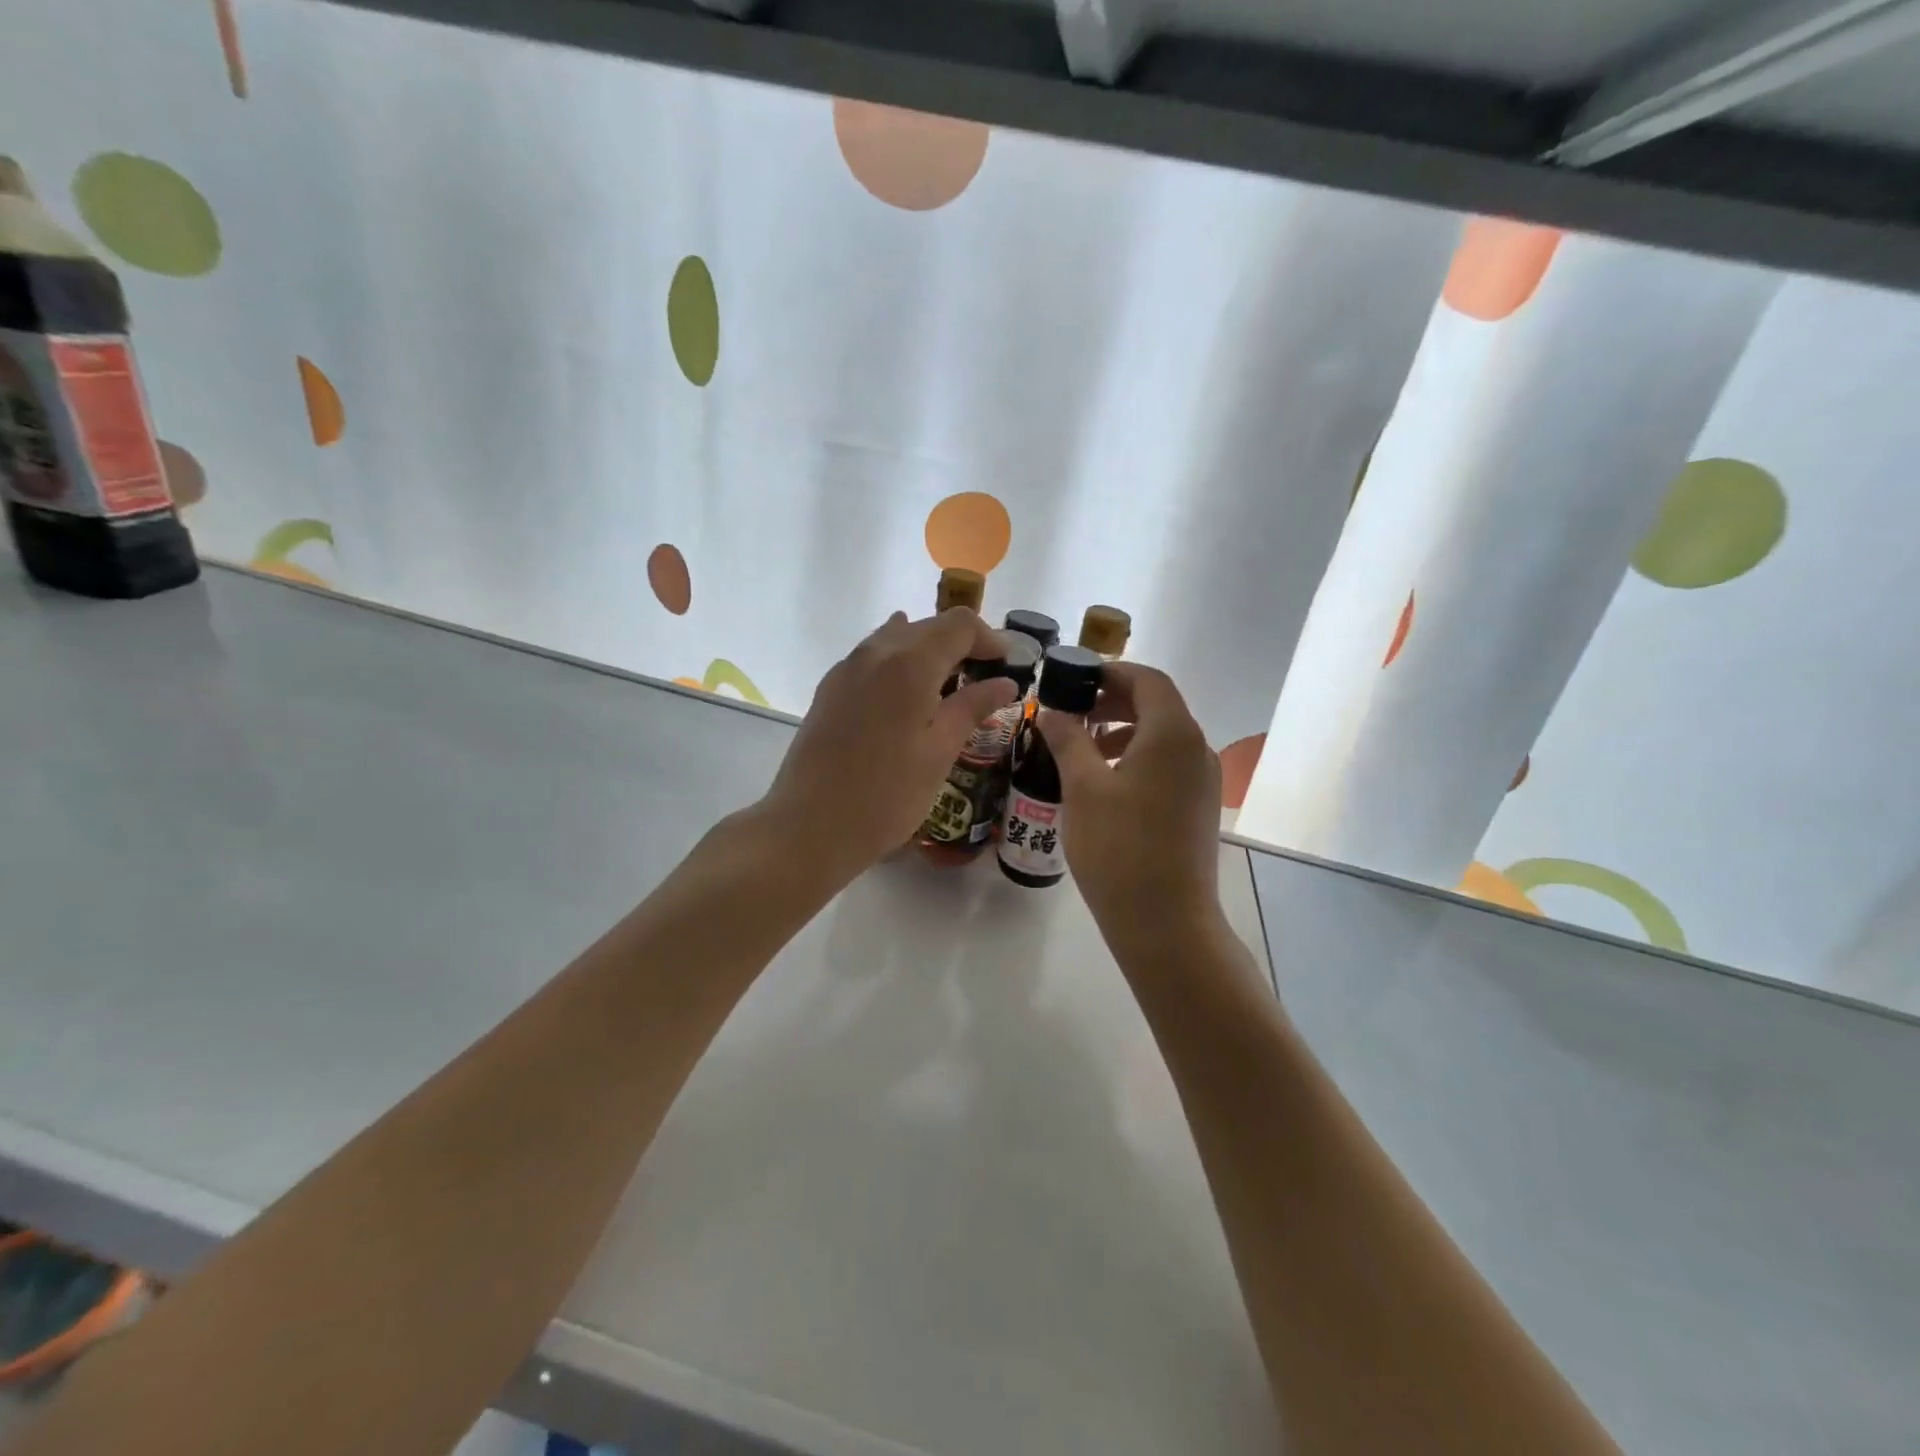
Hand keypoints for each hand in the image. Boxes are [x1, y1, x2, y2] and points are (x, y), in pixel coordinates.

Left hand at [759, 609, 1015, 887]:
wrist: (809, 827)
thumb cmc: (886, 796)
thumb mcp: (940, 753)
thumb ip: (972, 708)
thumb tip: (1005, 682)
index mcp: (910, 663)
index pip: (959, 624)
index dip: (989, 638)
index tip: (1008, 666)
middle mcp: (875, 652)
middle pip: (928, 626)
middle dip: (962, 644)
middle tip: (984, 680)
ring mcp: (847, 668)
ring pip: (897, 638)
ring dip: (929, 652)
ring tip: (947, 688)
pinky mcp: (829, 689)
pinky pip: (873, 658)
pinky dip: (900, 664)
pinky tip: (907, 696)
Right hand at [1039, 664, 1222, 945]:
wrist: (1166, 922)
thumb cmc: (1120, 848)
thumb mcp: (1083, 788)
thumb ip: (1068, 739)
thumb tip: (1053, 710)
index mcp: (1173, 733)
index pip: (1147, 679)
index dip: (1110, 671)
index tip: (1074, 679)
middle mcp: (1196, 748)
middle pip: (1157, 705)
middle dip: (1113, 700)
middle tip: (1071, 711)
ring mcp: (1202, 780)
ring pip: (1161, 736)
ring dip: (1122, 730)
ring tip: (1081, 747)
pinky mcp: (1198, 806)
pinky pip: (1167, 764)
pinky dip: (1136, 757)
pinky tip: (1104, 782)